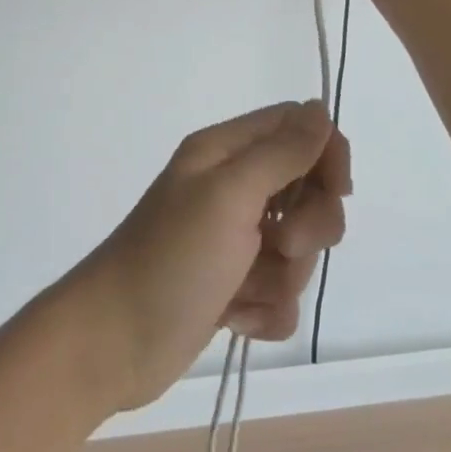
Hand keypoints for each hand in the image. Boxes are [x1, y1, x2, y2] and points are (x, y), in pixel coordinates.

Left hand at [67, 102, 349, 412]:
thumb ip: (281, 152)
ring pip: (298, 248)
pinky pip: (280, 294)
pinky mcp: (232, 287)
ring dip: (283, 276)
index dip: (326, 154)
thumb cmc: (172, 258)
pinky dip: (266, 311)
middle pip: (307, 189)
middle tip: (282, 245)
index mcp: (226, 152)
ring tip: (245, 292)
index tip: (338, 191)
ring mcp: (232, 240)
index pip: (297, 128)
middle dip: (309, 225)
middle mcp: (231, 189)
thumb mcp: (230, 195)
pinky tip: (235, 319)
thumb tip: (320, 108)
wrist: (113, 343)